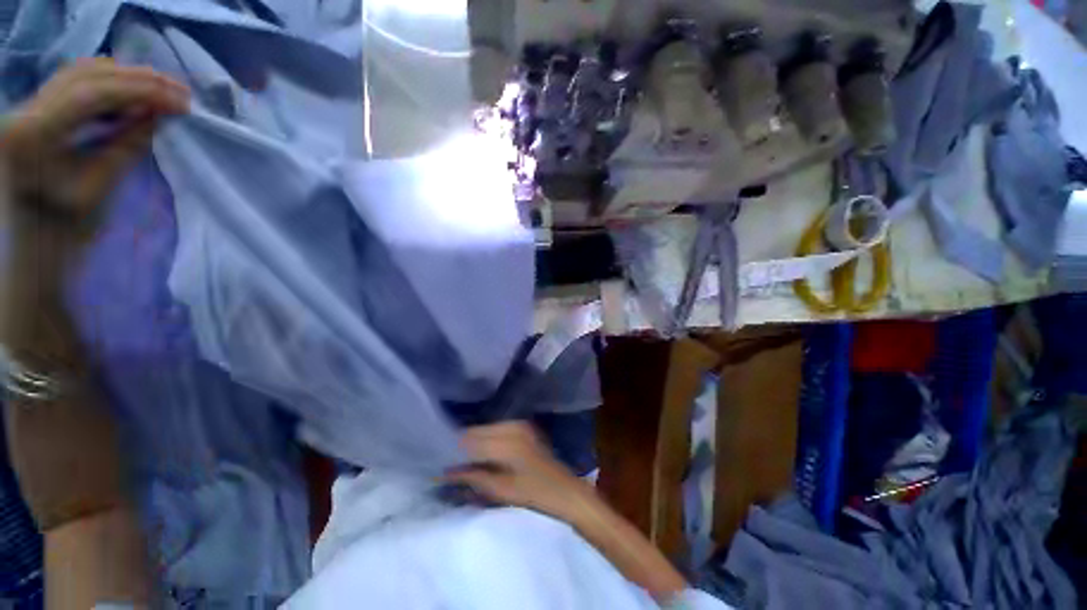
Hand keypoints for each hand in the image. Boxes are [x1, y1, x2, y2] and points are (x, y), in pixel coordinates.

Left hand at [0, 58, 188, 245]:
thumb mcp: (99, 189)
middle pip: (85, 76)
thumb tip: (160, 113)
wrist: (32, 252)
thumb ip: (127, 145)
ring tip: (160, 91)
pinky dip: (107, 86)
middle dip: (135, 79)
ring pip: (80, 74)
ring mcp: (25, 111)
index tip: (181, 100)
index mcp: (31, 135)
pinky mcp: (32, 115)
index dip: (140, 90)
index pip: (91, 94)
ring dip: (123, 78)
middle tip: (178, 91)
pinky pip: (73, 85)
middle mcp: (22, 112)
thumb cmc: (65, 233)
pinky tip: (131, 97)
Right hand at [446, 422, 600, 524]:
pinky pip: (498, 430)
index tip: (438, 459)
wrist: (567, 492)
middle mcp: (513, 425)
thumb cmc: (536, 494)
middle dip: (463, 444)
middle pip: (478, 430)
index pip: (471, 439)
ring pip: (487, 429)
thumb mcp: (502, 490)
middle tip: (448, 462)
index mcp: (507, 439)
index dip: (454, 449)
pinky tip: (482, 454)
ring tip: (463, 460)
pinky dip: (488, 440)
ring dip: (475, 442)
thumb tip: (446, 473)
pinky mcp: (525, 430)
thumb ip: (474, 477)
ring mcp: (520, 425)